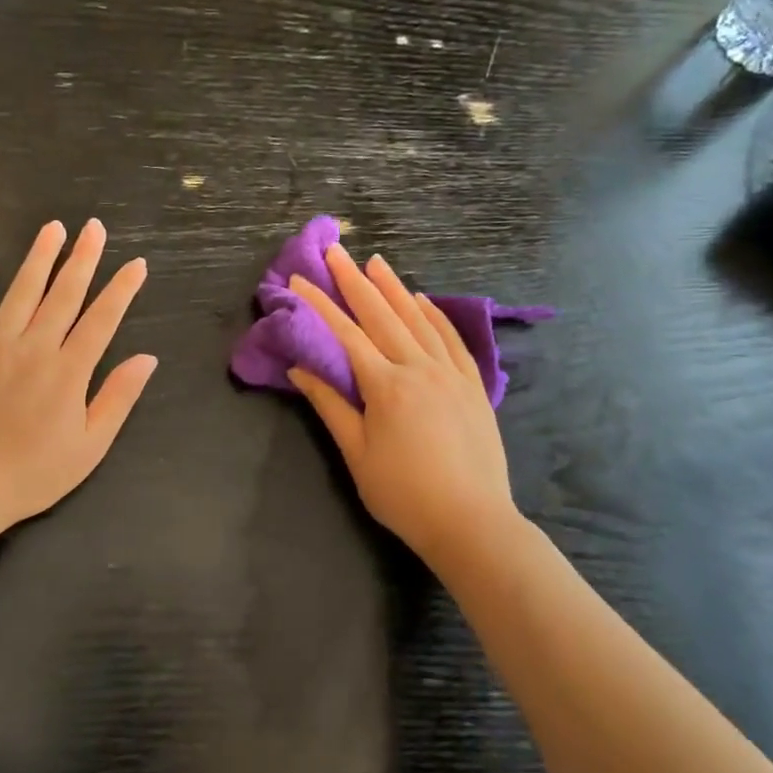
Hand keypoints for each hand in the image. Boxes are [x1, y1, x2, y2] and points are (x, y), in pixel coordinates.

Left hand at [0, 219, 156, 534]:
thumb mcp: (90, 447)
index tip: (136, 263)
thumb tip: (146, 358)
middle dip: (82, 258)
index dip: (121, 290)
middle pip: (63, 295)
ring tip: (53, 227)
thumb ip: (118, 398)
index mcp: (68, 372)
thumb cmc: (33, 474)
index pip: (101, 320)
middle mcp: (33, 348)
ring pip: (21, 292)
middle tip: (94, 227)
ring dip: (39, 258)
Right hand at [288, 245, 519, 565]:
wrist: (471, 521)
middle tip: (336, 251)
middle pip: (382, 315)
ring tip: (376, 262)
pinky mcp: (473, 385)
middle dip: (355, 281)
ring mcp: (451, 373)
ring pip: (418, 319)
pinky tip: (423, 300)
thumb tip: (300, 369)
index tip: (299, 279)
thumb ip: (330, 405)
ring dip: (395, 288)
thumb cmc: (403, 493)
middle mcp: (419, 368)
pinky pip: (452, 339)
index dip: (319, 304)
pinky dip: (435, 315)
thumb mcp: (357, 454)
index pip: (346, 334)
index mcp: (386, 385)